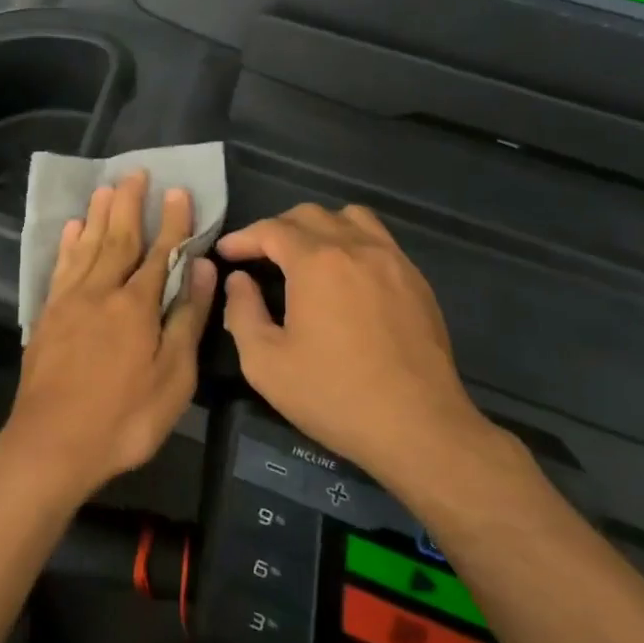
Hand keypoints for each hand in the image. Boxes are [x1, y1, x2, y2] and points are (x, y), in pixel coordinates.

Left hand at [1, 172, 216, 502]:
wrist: (52, 444)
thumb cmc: (124, 418)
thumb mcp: (173, 377)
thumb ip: (186, 318)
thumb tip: (202, 266)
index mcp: (136, 305)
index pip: (160, 252)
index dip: (172, 221)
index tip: (178, 191)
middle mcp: (101, 291)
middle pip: (118, 238)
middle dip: (129, 204)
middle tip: (135, 172)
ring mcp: (69, 302)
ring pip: (86, 246)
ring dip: (97, 215)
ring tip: (105, 187)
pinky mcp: (47, 316)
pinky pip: (60, 268)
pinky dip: (67, 245)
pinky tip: (70, 230)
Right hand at [219, 204, 498, 492]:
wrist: (418, 427)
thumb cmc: (333, 395)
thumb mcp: (265, 363)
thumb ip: (242, 312)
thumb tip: (239, 281)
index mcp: (316, 262)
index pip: (271, 229)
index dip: (243, 238)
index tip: (226, 253)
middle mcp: (356, 247)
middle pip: (310, 215)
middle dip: (277, 229)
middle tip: (259, 257)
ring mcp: (393, 261)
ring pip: (351, 218)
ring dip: (319, 227)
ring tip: (304, 256)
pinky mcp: (416, 281)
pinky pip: (379, 240)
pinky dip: (352, 243)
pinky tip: (345, 278)